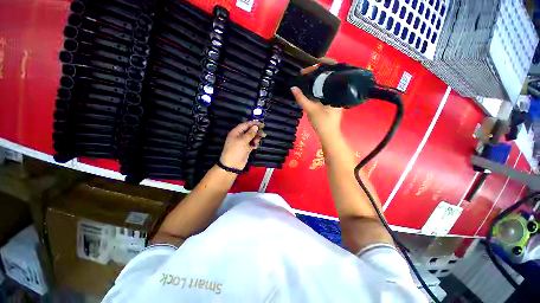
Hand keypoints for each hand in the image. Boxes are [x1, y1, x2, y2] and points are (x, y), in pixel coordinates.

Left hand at [219, 121, 264, 169]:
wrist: (232, 165)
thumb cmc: (236, 151)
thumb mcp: (242, 141)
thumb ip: (250, 133)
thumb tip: (256, 126)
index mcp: (236, 132)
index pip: (245, 125)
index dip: (253, 123)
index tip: (262, 124)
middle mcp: (240, 136)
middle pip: (250, 131)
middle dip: (256, 132)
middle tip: (263, 134)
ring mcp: (243, 142)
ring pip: (252, 137)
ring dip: (256, 138)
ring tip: (257, 142)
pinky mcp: (246, 148)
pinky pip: (252, 143)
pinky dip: (254, 144)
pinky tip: (255, 146)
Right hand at [290, 58, 342, 138]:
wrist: (328, 134)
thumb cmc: (322, 122)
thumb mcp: (310, 109)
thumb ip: (301, 98)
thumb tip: (293, 88)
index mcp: (338, 91)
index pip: (335, 70)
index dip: (325, 63)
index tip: (313, 63)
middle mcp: (339, 91)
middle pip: (331, 75)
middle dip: (318, 71)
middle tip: (306, 72)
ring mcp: (336, 96)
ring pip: (328, 82)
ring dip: (318, 78)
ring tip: (307, 76)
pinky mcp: (332, 100)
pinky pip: (326, 88)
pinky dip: (318, 85)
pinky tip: (311, 85)